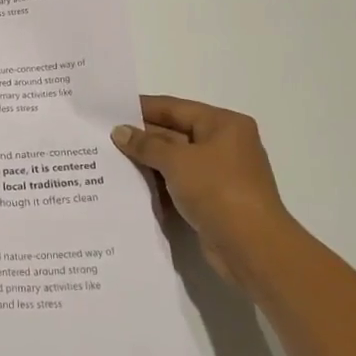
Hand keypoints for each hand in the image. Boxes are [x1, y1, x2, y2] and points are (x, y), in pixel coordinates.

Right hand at [112, 97, 293, 283]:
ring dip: (147, 162)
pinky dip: (158, 183)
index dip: (142, 108)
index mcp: (223, 124)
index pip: (175, 108)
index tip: (109, 109)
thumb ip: (146, 144)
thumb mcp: (177, 161)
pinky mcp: (213, 199)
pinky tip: (130, 185)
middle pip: (174, 133)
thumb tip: (119, 131)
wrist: (252, 247)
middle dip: (141, 137)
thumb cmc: (218, 190)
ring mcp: (219, 173)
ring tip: (109, 159)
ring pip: (175, 160)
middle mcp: (224, 144)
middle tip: (103, 136)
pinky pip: (178, 183)